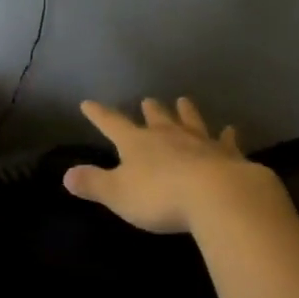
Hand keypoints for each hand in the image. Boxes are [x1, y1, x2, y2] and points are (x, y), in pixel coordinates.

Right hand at [64, 97, 288, 234]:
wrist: (216, 196)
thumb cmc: (160, 196)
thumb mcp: (118, 194)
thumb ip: (93, 184)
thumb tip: (66, 174)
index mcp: (137, 143)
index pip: (112, 124)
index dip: (99, 114)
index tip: (88, 103)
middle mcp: (167, 135)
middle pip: (156, 118)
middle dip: (150, 110)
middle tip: (148, 101)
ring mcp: (199, 142)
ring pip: (190, 121)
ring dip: (186, 112)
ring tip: (183, 100)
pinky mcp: (227, 155)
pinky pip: (226, 141)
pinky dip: (227, 136)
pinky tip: (231, 130)